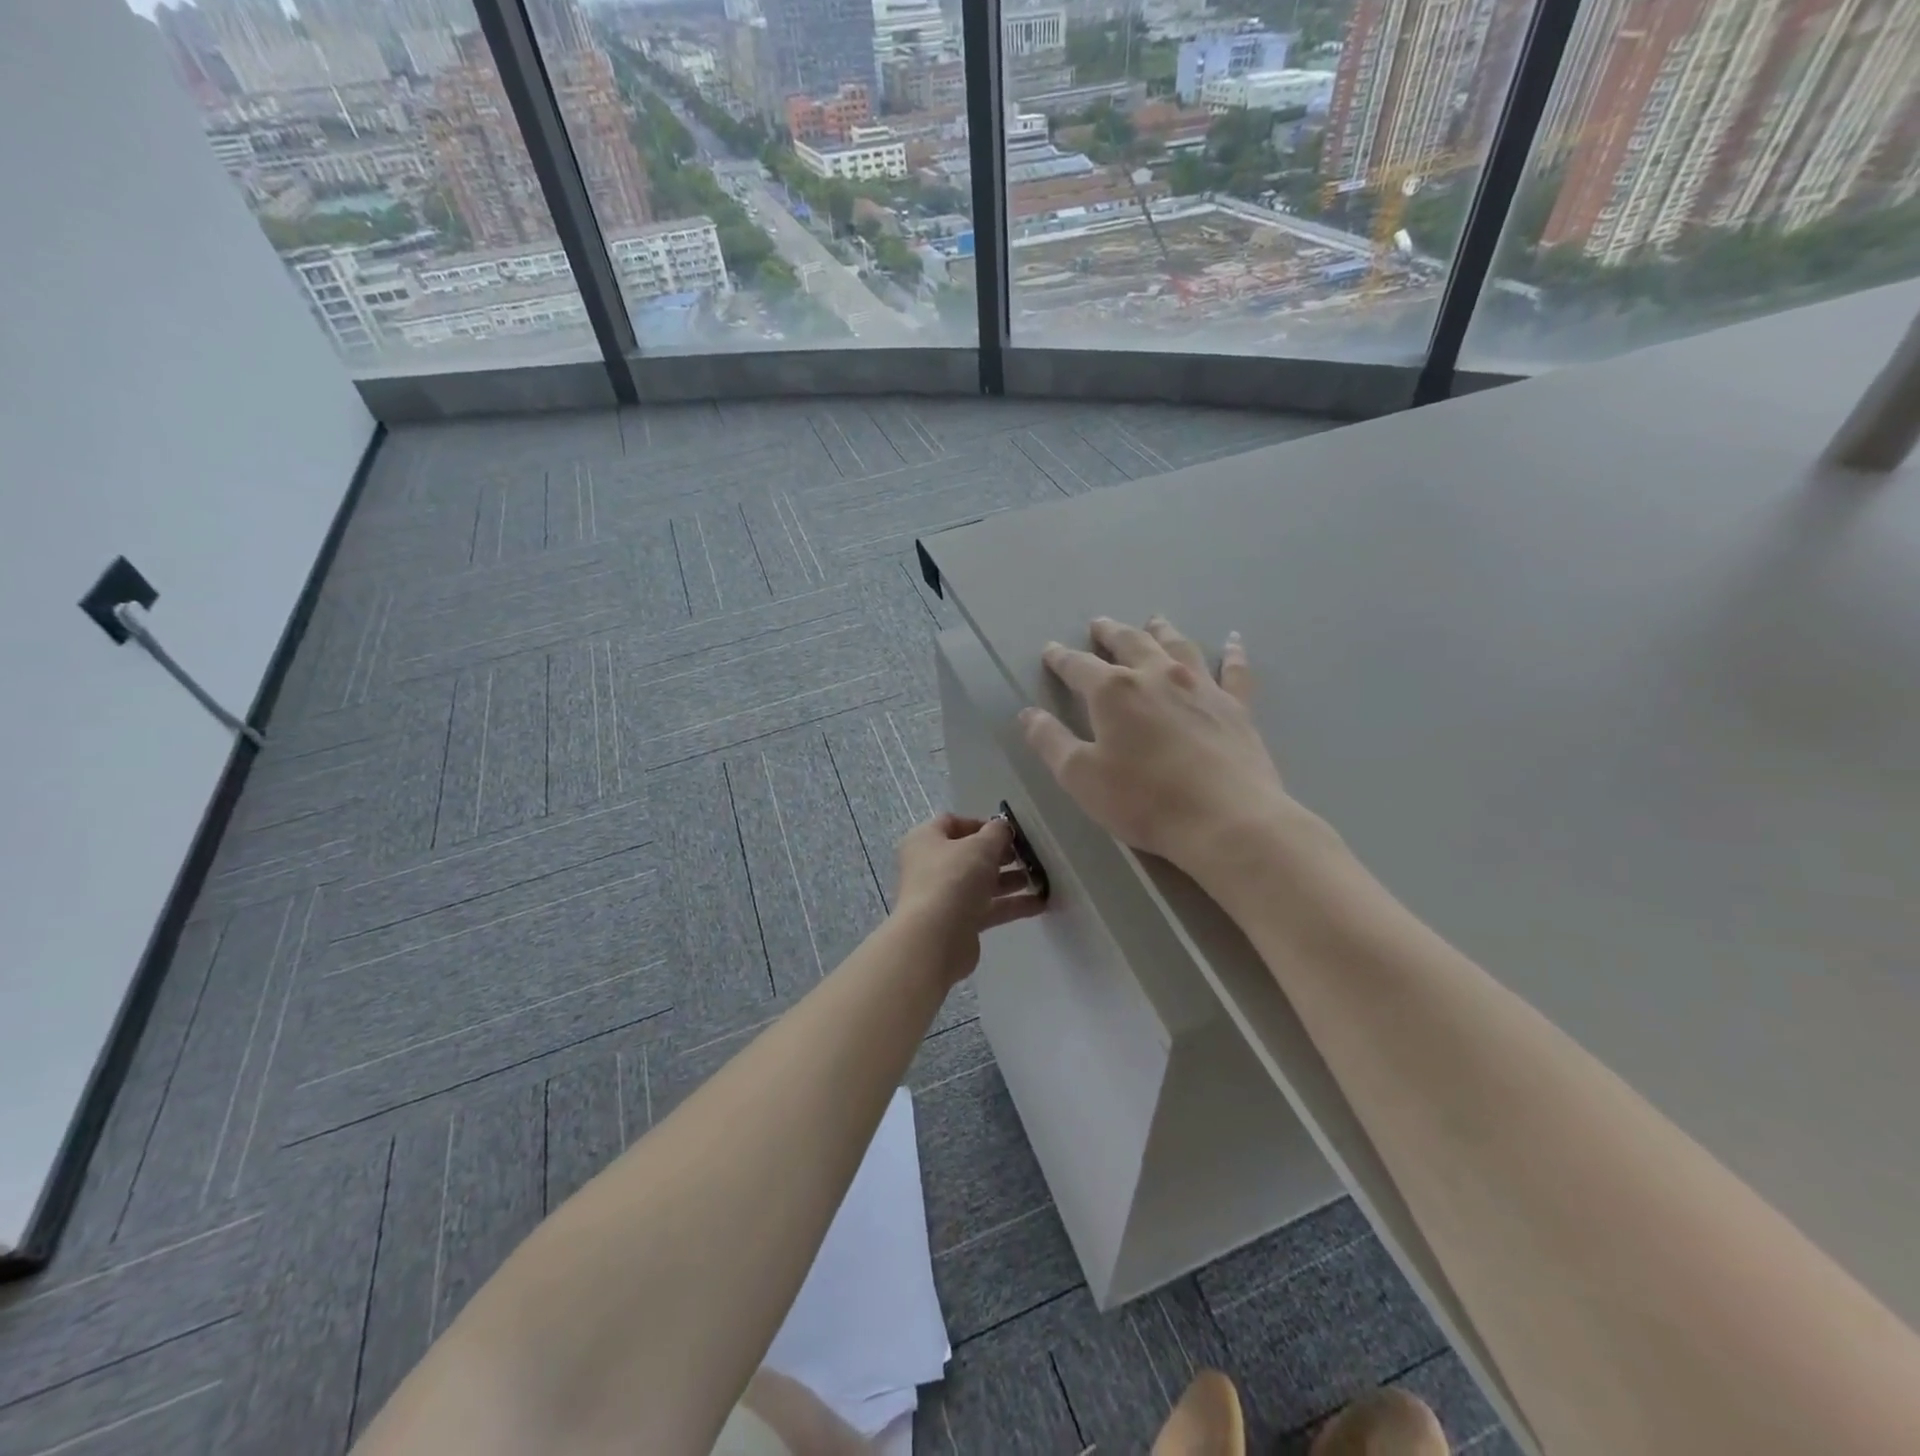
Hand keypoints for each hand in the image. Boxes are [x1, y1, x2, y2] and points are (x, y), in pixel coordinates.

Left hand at [891, 813, 1046, 981]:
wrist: (935, 939)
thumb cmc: (953, 879)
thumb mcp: (980, 846)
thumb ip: (997, 833)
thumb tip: (1002, 827)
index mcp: (925, 840)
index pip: (952, 822)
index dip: (981, 824)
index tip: (1008, 831)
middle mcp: (930, 866)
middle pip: (968, 854)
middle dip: (1000, 854)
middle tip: (1026, 855)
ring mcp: (943, 896)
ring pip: (980, 883)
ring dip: (1009, 880)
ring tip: (1039, 878)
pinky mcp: (957, 923)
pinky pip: (987, 908)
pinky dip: (1010, 905)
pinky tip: (1040, 903)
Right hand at [1020, 616, 1305, 879]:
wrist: (1227, 819)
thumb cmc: (1144, 800)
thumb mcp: (1081, 777)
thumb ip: (1051, 742)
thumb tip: (1028, 714)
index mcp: (1114, 691)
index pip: (1079, 666)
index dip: (1061, 658)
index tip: (1051, 650)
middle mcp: (1157, 675)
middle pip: (1130, 642)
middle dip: (1110, 633)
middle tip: (1099, 624)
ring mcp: (1201, 687)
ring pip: (1178, 646)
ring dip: (1161, 631)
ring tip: (1154, 620)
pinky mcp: (1236, 706)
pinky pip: (1234, 670)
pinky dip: (1232, 653)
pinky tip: (1233, 640)